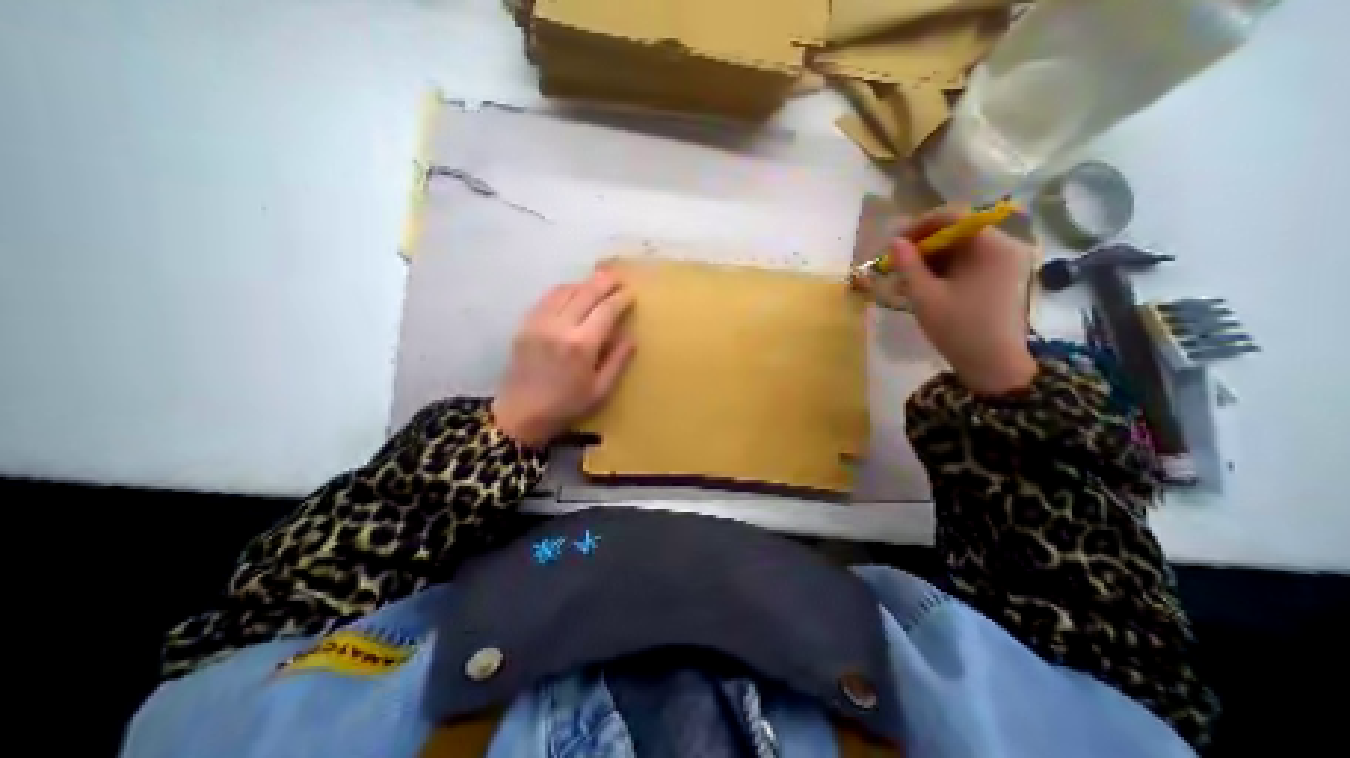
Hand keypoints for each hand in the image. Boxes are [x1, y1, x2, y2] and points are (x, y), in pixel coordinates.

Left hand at [495, 269, 637, 446]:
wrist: (520, 415)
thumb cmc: (566, 406)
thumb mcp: (600, 390)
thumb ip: (617, 361)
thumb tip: (631, 337)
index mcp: (582, 345)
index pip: (606, 310)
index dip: (620, 299)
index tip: (631, 293)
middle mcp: (560, 326)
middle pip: (586, 293)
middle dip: (604, 282)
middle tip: (617, 277)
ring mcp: (539, 322)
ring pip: (565, 290)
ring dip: (584, 283)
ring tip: (597, 282)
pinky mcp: (525, 324)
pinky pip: (547, 298)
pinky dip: (564, 290)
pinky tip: (572, 292)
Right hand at [894, 209, 1036, 395]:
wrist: (993, 365)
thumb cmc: (958, 329)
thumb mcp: (925, 296)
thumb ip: (908, 265)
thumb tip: (894, 241)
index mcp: (992, 246)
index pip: (953, 217)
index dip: (919, 226)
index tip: (894, 243)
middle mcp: (1005, 247)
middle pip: (957, 233)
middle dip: (923, 246)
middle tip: (896, 265)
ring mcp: (1006, 263)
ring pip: (960, 249)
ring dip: (930, 260)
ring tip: (906, 280)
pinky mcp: (1002, 278)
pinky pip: (968, 264)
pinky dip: (944, 271)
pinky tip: (924, 287)